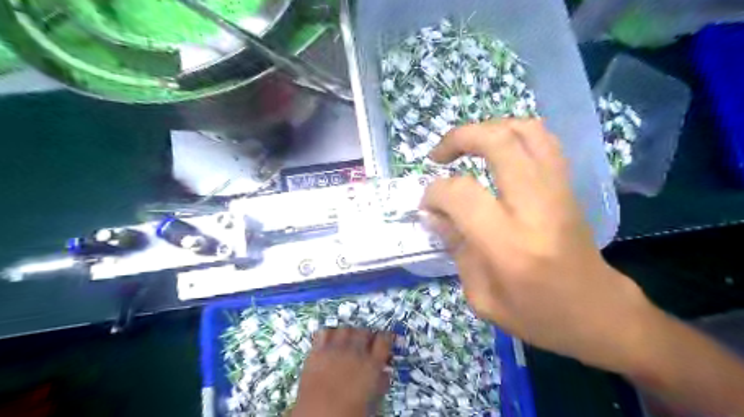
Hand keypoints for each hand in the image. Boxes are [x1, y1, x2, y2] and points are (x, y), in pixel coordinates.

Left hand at [292, 329, 393, 416]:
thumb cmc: (347, 414)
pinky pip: (324, 332)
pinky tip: (330, 342)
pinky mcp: (317, 351)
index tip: (385, 340)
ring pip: (346, 329)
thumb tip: (385, 374)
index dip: (386, 337)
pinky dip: (329, 334)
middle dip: (367, 336)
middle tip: (366, 344)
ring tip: (348, 342)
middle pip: (365, 331)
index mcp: (371, 365)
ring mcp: (335, 349)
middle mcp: (354, 352)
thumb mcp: (372, 401)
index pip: (385, 339)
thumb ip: (381, 383)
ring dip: (349, 333)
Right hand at [421, 119, 651, 370]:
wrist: (600, 313)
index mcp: (509, 244)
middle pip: (498, 142)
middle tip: (438, 156)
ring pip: (525, 130)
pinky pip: (542, 140)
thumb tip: (433, 213)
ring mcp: (558, 190)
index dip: (435, 193)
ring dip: (487, 129)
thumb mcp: (482, 297)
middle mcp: (536, 207)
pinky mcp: (568, 186)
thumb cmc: (538, 316)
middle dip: (459, 139)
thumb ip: (456, 248)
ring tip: (466, 147)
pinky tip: (495, 151)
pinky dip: (512, 134)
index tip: (427, 205)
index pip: (461, 194)